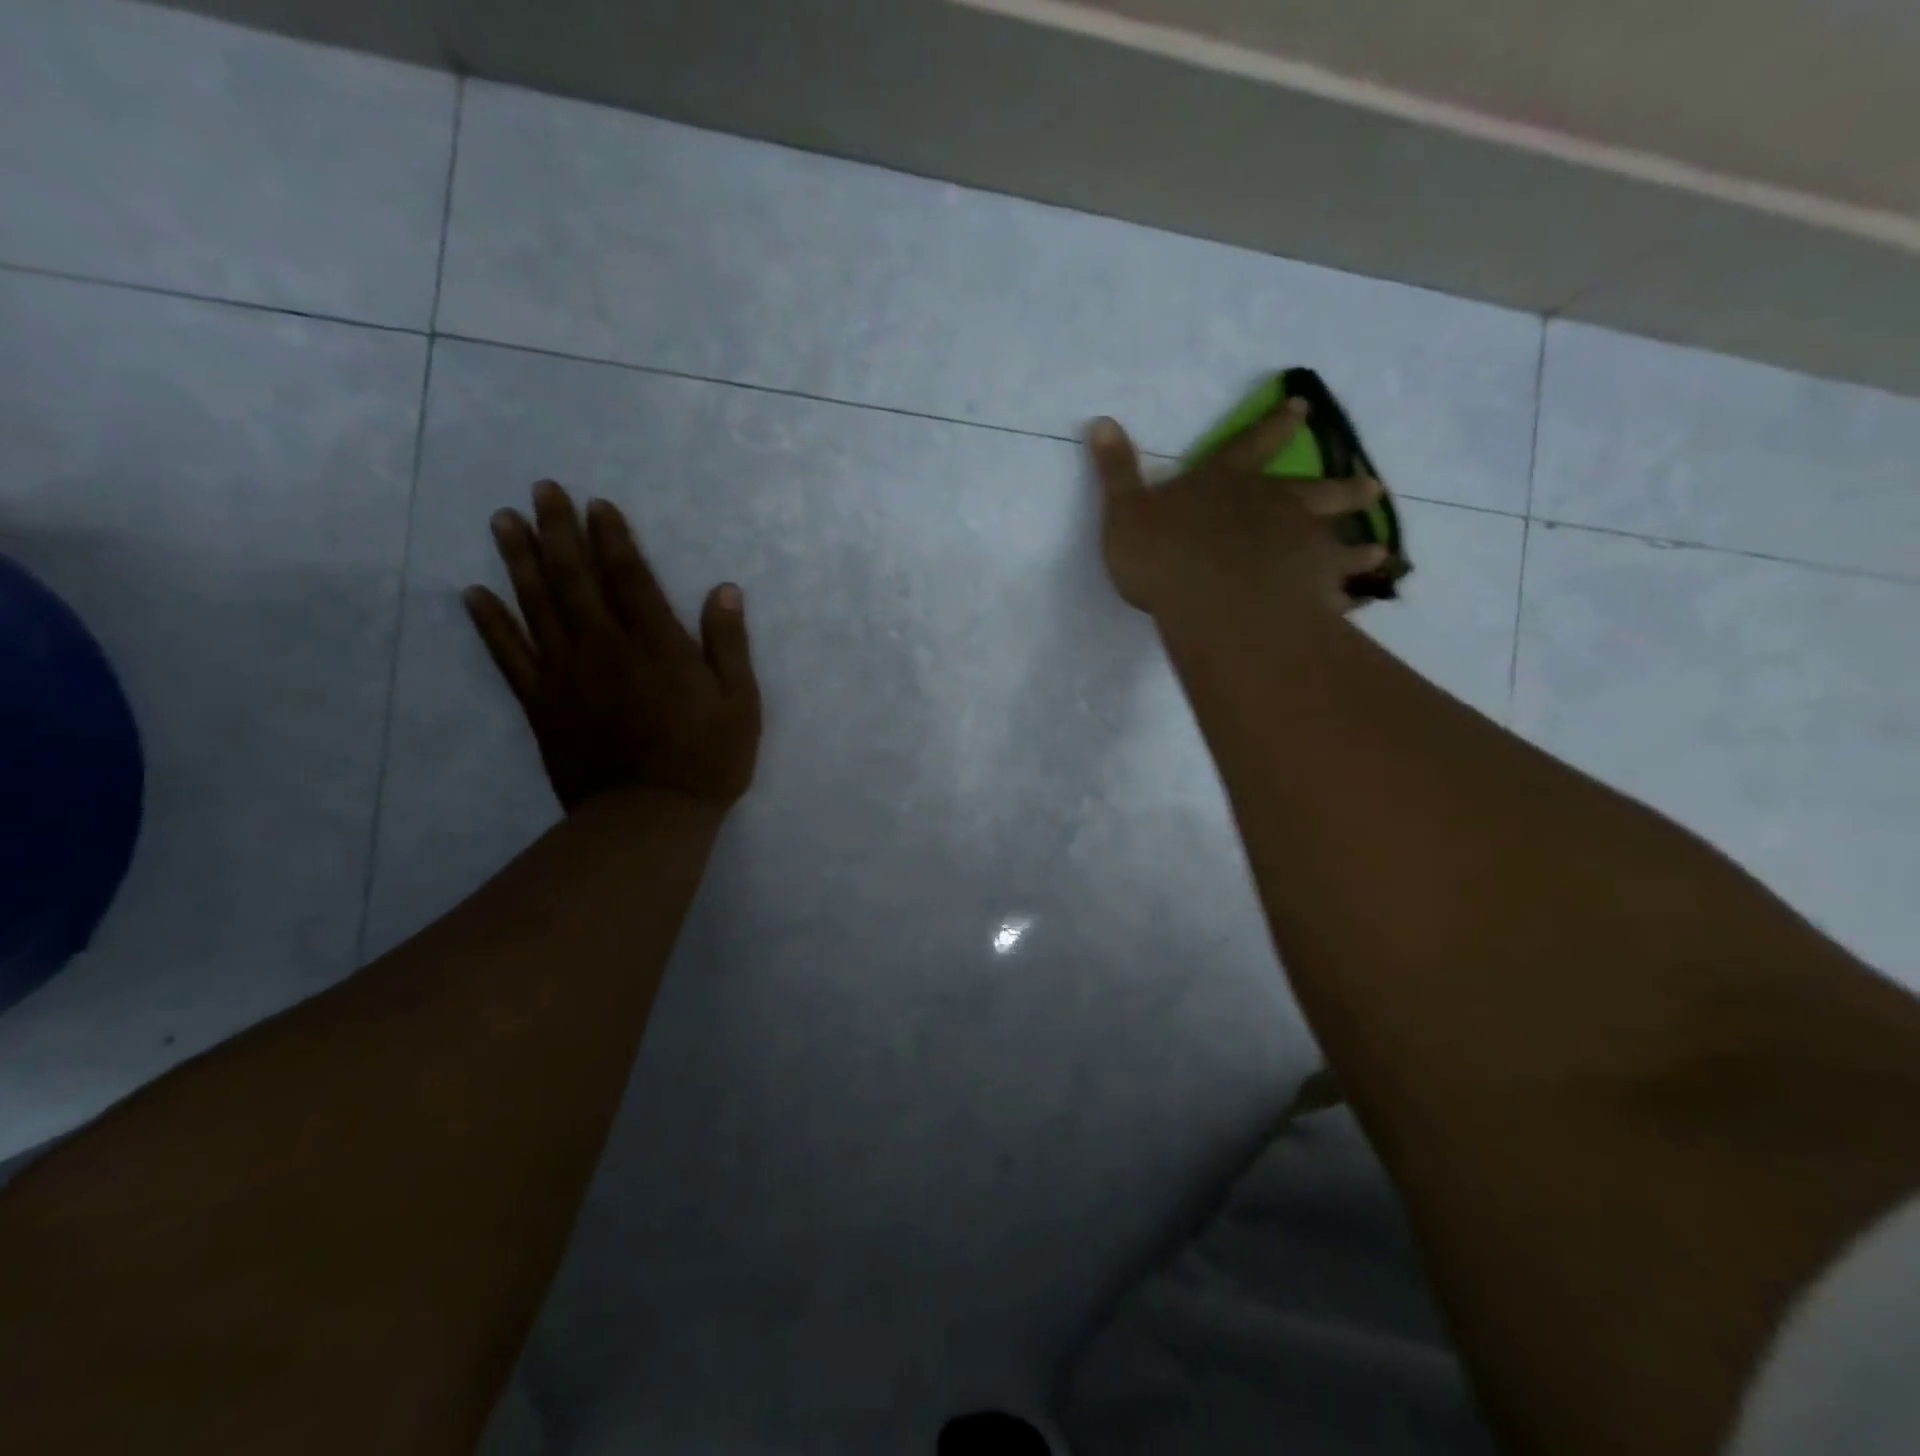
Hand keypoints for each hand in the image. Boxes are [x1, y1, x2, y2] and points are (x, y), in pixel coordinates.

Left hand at [463, 481, 761, 813]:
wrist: (649, 817)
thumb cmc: (707, 759)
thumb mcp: (740, 702)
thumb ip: (728, 644)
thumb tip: (724, 590)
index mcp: (655, 645)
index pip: (629, 577)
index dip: (612, 537)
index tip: (596, 504)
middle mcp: (604, 647)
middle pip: (575, 579)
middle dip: (558, 531)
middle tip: (540, 490)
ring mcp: (566, 674)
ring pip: (536, 606)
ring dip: (518, 560)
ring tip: (503, 520)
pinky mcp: (541, 704)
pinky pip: (509, 656)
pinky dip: (490, 623)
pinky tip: (473, 593)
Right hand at [1088, 401, 1387, 616]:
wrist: (1212, 599)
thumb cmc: (1164, 556)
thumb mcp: (1124, 511)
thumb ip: (1116, 471)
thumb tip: (1100, 421)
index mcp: (1224, 484)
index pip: (1249, 444)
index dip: (1273, 425)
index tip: (1302, 406)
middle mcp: (1271, 506)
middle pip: (1312, 490)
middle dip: (1340, 487)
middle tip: (1370, 486)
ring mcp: (1299, 544)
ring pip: (1337, 538)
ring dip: (1358, 542)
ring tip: (1379, 550)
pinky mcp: (1312, 585)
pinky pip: (1339, 587)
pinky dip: (1352, 591)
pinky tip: (1364, 597)